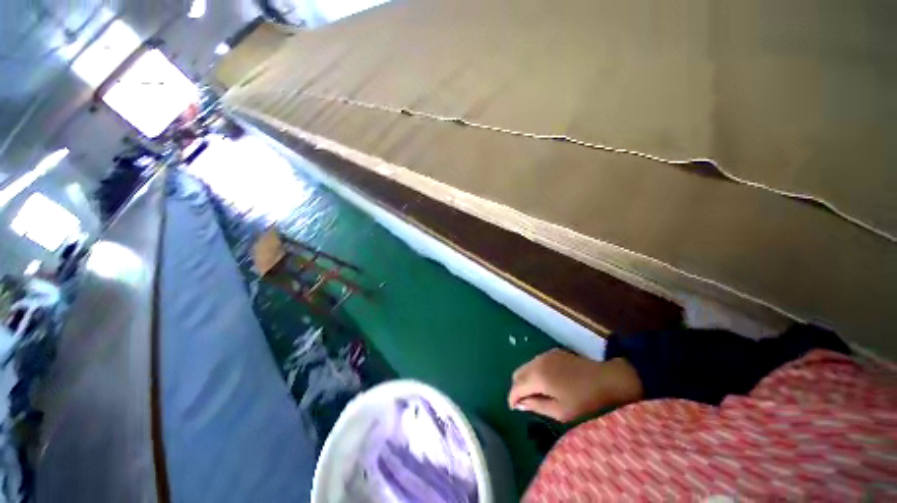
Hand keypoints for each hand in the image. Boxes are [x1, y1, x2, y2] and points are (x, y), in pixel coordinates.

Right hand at [508, 349, 642, 421]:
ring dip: (525, 379)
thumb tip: (520, 405)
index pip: (516, 387)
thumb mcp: (561, 411)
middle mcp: (537, 362)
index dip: (512, 398)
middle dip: (517, 388)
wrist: (606, 379)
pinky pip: (535, 362)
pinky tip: (545, 382)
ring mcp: (544, 355)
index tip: (514, 409)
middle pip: (517, 374)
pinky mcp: (552, 352)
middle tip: (525, 402)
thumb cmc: (585, 400)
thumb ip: (537, 406)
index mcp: (538, 377)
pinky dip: (534, 372)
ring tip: (535, 393)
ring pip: (525, 366)